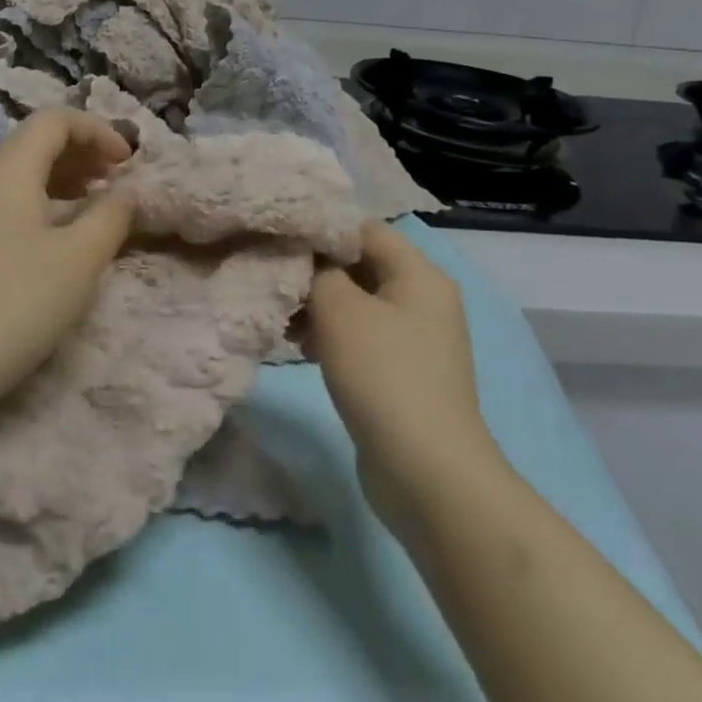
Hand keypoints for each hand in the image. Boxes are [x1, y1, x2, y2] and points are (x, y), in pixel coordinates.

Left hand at [0, 109, 134, 415]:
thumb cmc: (14, 303)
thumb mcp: (79, 260)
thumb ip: (111, 216)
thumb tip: (126, 192)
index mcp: (6, 168)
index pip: (54, 120)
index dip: (98, 130)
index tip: (129, 162)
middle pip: (32, 143)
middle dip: (81, 153)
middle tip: (115, 181)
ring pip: (14, 175)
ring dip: (59, 180)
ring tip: (90, 207)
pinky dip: (34, 205)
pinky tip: (49, 241)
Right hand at [302, 221, 505, 522]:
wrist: (427, 472)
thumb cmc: (383, 375)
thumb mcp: (339, 309)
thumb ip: (317, 270)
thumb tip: (306, 258)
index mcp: (419, 274)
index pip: (363, 229)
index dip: (320, 230)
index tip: (278, 242)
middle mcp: (423, 299)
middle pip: (359, 265)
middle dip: (314, 273)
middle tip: (274, 284)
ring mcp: (415, 339)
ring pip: (355, 303)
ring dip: (317, 307)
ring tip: (283, 323)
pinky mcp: (402, 373)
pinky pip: (360, 337)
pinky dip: (330, 337)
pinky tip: (300, 349)